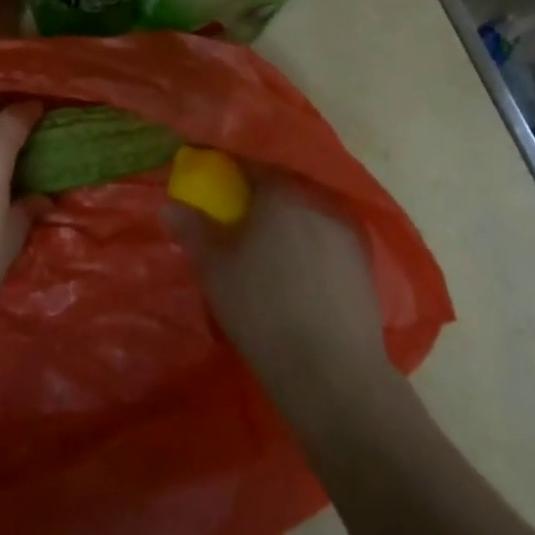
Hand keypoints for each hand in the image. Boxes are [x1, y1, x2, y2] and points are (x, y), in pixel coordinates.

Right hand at [164, 175, 387, 388]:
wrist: (332, 372)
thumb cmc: (262, 310)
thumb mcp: (214, 269)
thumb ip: (192, 229)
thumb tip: (170, 205)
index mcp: (280, 190)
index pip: (248, 162)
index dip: (227, 169)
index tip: (212, 182)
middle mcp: (317, 198)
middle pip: (281, 183)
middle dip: (258, 194)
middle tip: (236, 216)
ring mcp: (346, 228)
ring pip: (307, 209)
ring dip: (286, 218)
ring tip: (268, 246)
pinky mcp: (364, 259)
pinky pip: (326, 234)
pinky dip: (309, 241)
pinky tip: (298, 270)